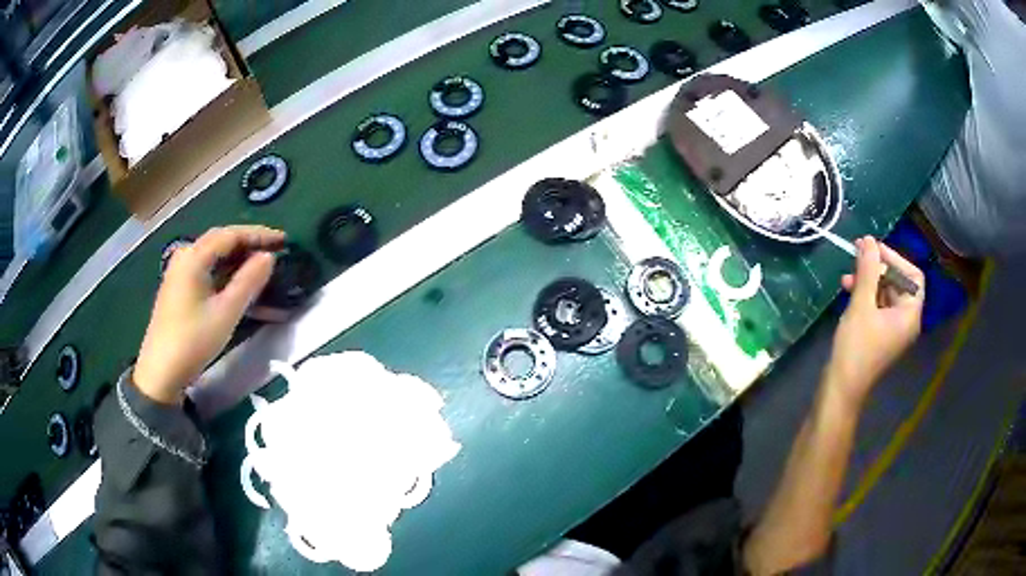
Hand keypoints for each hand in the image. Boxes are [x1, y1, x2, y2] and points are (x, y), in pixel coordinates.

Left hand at [134, 226, 285, 403]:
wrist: (161, 372)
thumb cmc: (193, 340)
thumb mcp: (226, 312)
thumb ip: (248, 281)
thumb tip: (269, 257)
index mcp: (194, 256)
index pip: (231, 234)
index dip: (259, 235)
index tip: (285, 240)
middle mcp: (185, 256)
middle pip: (221, 241)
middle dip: (249, 244)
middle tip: (275, 251)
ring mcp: (179, 272)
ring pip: (214, 256)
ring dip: (238, 259)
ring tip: (261, 267)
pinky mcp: (178, 288)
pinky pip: (206, 270)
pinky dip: (225, 272)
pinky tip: (238, 283)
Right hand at [827, 237, 924, 407]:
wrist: (841, 389)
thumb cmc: (856, 349)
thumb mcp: (861, 306)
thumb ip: (867, 271)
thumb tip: (868, 240)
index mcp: (909, 314)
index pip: (913, 276)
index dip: (896, 259)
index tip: (874, 250)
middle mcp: (905, 320)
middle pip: (899, 282)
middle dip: (878, 267)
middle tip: (857, 254)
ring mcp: (892, 328)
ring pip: (886, 292)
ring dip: (868, 280)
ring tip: (847, 274)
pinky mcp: (880, 333)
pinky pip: (877, 305)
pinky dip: (865, 294)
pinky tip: (848, 289)